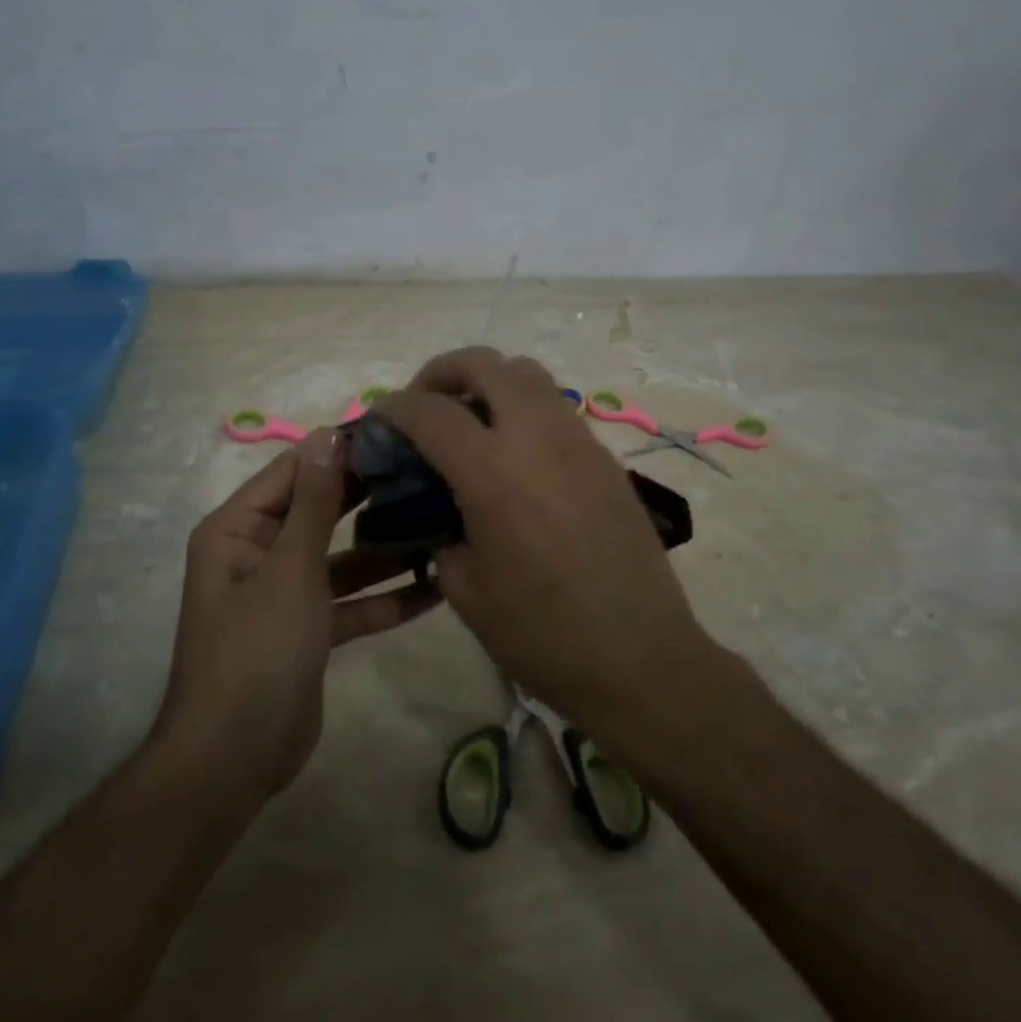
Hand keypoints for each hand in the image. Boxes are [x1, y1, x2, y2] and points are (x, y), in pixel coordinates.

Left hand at [153, 428, 441, 796]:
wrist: (235, 759)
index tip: (393, 432)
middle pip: (320, 511)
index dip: (339, 450)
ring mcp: (286, 593)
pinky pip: (350, 602)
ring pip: (342, 559)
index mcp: (239, 529)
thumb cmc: (257, 649)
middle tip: (426, 472)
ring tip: (440, 523)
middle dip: (368, 497)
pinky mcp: (309, 630)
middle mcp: (259, 553)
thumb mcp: (291, 568)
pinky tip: (435, 589)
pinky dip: (384, 598)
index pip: (293, 471)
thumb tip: (328, 434)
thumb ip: (315, 501)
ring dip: (385, 549)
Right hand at [374, 348, 709, 738]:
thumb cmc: (543, 633)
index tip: (380, 419)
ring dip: (490, 383)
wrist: (640, 657)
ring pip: (528, 374)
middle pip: (485, 364)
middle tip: (427, 404)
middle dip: (443, 372)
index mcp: (492, 470)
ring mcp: (578, 441)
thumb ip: (441, 532)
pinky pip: (556, 408)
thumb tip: (440, 508)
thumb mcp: (466, 590)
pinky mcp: (605, 457)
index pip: (430, 410)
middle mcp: (536, 437)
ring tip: (472, 422)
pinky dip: (525, 409)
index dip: (394, 407)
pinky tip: (517, 456)